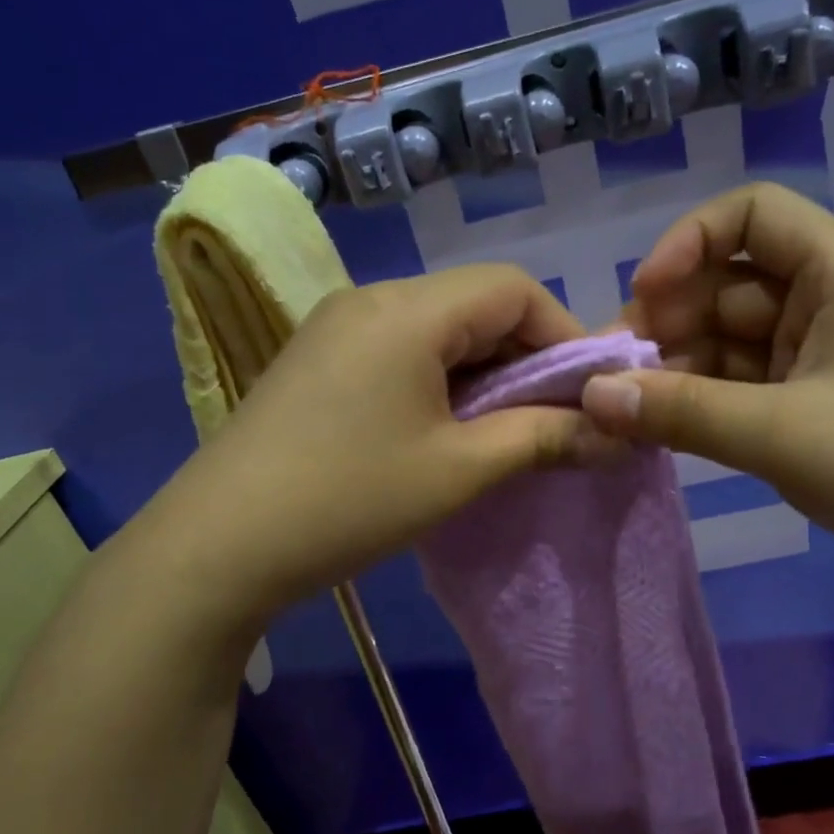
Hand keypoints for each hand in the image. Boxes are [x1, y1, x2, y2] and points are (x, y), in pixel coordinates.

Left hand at [156, 264, 594, 633]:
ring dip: (484, 374)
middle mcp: (371, 300)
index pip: (513, 289)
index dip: (564, 335)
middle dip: (526, 358)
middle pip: (475, 305)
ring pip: (438, 330)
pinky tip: (445, 431)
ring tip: (505, 432)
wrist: (219, 545)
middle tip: (553, 419)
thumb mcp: (459, 470)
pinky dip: (441, 381)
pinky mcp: (319, 361)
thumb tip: (614, 433)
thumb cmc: (350, 500)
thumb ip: (543, 439)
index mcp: (408, 310)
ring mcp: (337, 329)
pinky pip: (400, 352)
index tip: (589, 393)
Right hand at [580, 183, 833, 601]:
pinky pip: (741, 393)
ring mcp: (821, 365)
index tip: (643, 297)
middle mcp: (829, 308)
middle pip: (730, 286)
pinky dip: (701, 407)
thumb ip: (682, 412)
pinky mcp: (813, 416)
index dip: (690, 241)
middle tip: (613, 373)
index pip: (755, 214)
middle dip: (669, 321)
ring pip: (730, 346)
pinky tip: (661, 430)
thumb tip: (593, 396)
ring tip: (624, 410)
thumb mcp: (783, 433)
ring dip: (678, 371)